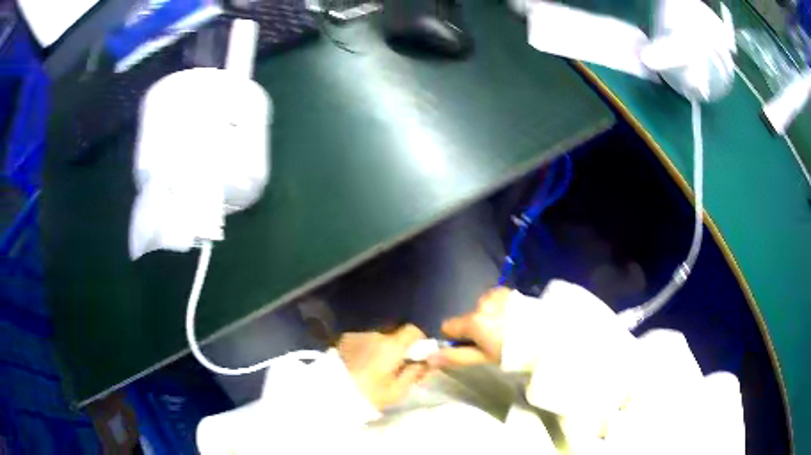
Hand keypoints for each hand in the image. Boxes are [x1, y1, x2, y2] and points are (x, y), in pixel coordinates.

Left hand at [337, 324, 429, 409]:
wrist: (332, 393)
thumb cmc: (368, 395)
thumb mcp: (397, 391)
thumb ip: (414, 374)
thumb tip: (424, 363)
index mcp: (392, 346)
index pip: (412, 330)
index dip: (418, 340)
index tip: (417, 355)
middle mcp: (375, 334)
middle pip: (394, 336)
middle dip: (397, 349)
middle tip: (395, 368)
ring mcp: (358, 335)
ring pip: (376, 340)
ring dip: (379, 350)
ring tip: (373, 369)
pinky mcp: (344, 340)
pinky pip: (362, 342)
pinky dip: (365, 350)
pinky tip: (359, 365)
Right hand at [429, 287, 510, 367]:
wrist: (548, 333)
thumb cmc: (514, 351)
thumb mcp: (484, 358)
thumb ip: (455, 357)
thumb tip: (429, 358)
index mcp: (473, 321)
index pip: (447, 326)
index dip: (455, 338)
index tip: (470, 346)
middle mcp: (480, 303)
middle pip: (467, 318)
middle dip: (475, 328)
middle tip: (494, 341)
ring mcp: (494, 295)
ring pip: (480, 309)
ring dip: (488, 317)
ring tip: (507, 329)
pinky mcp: (506, 291)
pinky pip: (493, 301)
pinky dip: (498, 308)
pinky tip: (512, 317)